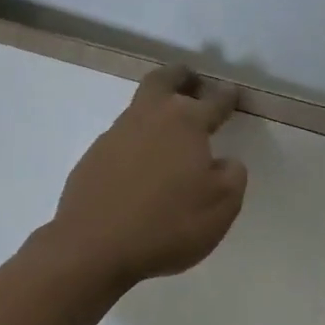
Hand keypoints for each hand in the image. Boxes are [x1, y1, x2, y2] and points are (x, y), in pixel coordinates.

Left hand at [42, 65, 248, 288]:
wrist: (94, 247)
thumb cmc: (167, 224)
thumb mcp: (222, 206)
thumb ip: (232, 175)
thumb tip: (224, 162)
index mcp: (185, 123)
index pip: (213, 101)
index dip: (226, 97)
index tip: (232, 94)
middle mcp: (148, 118)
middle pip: (164, 81)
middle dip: (181, 77)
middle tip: (192, 81)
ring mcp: (114, 136)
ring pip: (139, 109)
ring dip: (155, 110)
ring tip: (168, 129)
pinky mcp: (91, 159)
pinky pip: (120, 140)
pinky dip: (135, 142)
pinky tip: (140, 165)